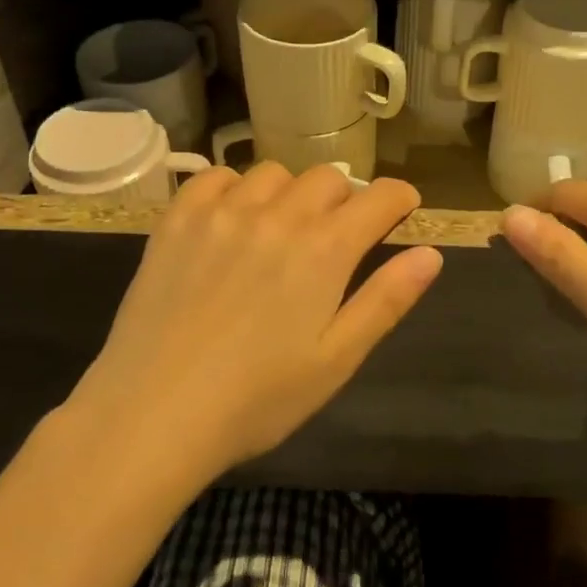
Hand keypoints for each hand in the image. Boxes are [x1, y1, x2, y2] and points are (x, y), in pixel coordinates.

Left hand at [71, 162, 443, 480]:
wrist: (154, 413)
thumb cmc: (257, 398)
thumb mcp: (336, 359)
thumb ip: (386, 300)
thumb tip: (431, 254)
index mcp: (325, 249)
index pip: (379, 197)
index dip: (399, 198)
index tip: (402, 208)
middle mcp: (278, 215)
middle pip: (328, 177)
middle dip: (345, 199)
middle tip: (338, 234)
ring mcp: (223, 211)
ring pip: (274, 173)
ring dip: (291, 193)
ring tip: (282, 228)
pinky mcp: (178, 219)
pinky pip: (216, 177)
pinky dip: (234, 188)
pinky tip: (231, 219)